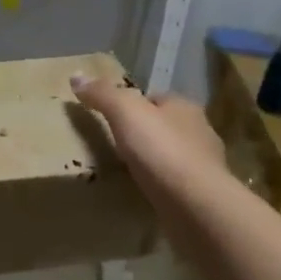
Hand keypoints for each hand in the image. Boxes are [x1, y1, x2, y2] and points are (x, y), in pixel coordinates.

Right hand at [71, 77, 224, 189]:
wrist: (195, 204)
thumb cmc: (161, 150)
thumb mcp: (125, 113)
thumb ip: (102, 94)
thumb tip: (76, 76)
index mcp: (184, 107)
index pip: (156, 98)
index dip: (133, 105)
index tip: (111, 118)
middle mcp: (199, 131)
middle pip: (165, 126)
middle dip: (144, 134)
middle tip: (115, 145)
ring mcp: (204, 165)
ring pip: (172, 155)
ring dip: (154, 161)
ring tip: (127, 171)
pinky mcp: (201, 194)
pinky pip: (175, 182)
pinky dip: (161, 184)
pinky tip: (145, 193)